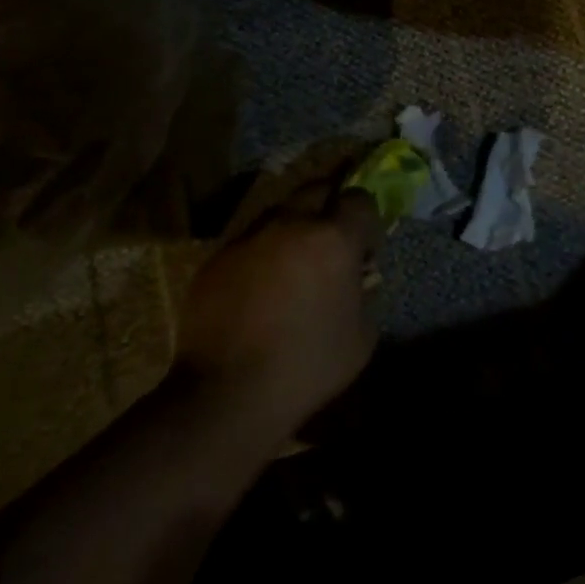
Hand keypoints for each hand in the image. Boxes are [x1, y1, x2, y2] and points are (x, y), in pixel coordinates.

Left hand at [175, 186, 381, 437]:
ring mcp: (250, 238)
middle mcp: (291, 224)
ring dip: (294, 227)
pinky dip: (262, 253)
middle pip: (316, 189)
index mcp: (333, 239)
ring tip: (293, 263)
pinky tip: (260, 288)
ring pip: (279, 212)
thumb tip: (357, 278)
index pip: (359, 198)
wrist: (226, 394)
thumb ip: (365, 294)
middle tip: (332, 237)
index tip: (364, 245)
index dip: (366, 218)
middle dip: (330, 204)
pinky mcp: (218, 257)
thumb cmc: (307, 366)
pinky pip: (250, 241)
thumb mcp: (362, 336)